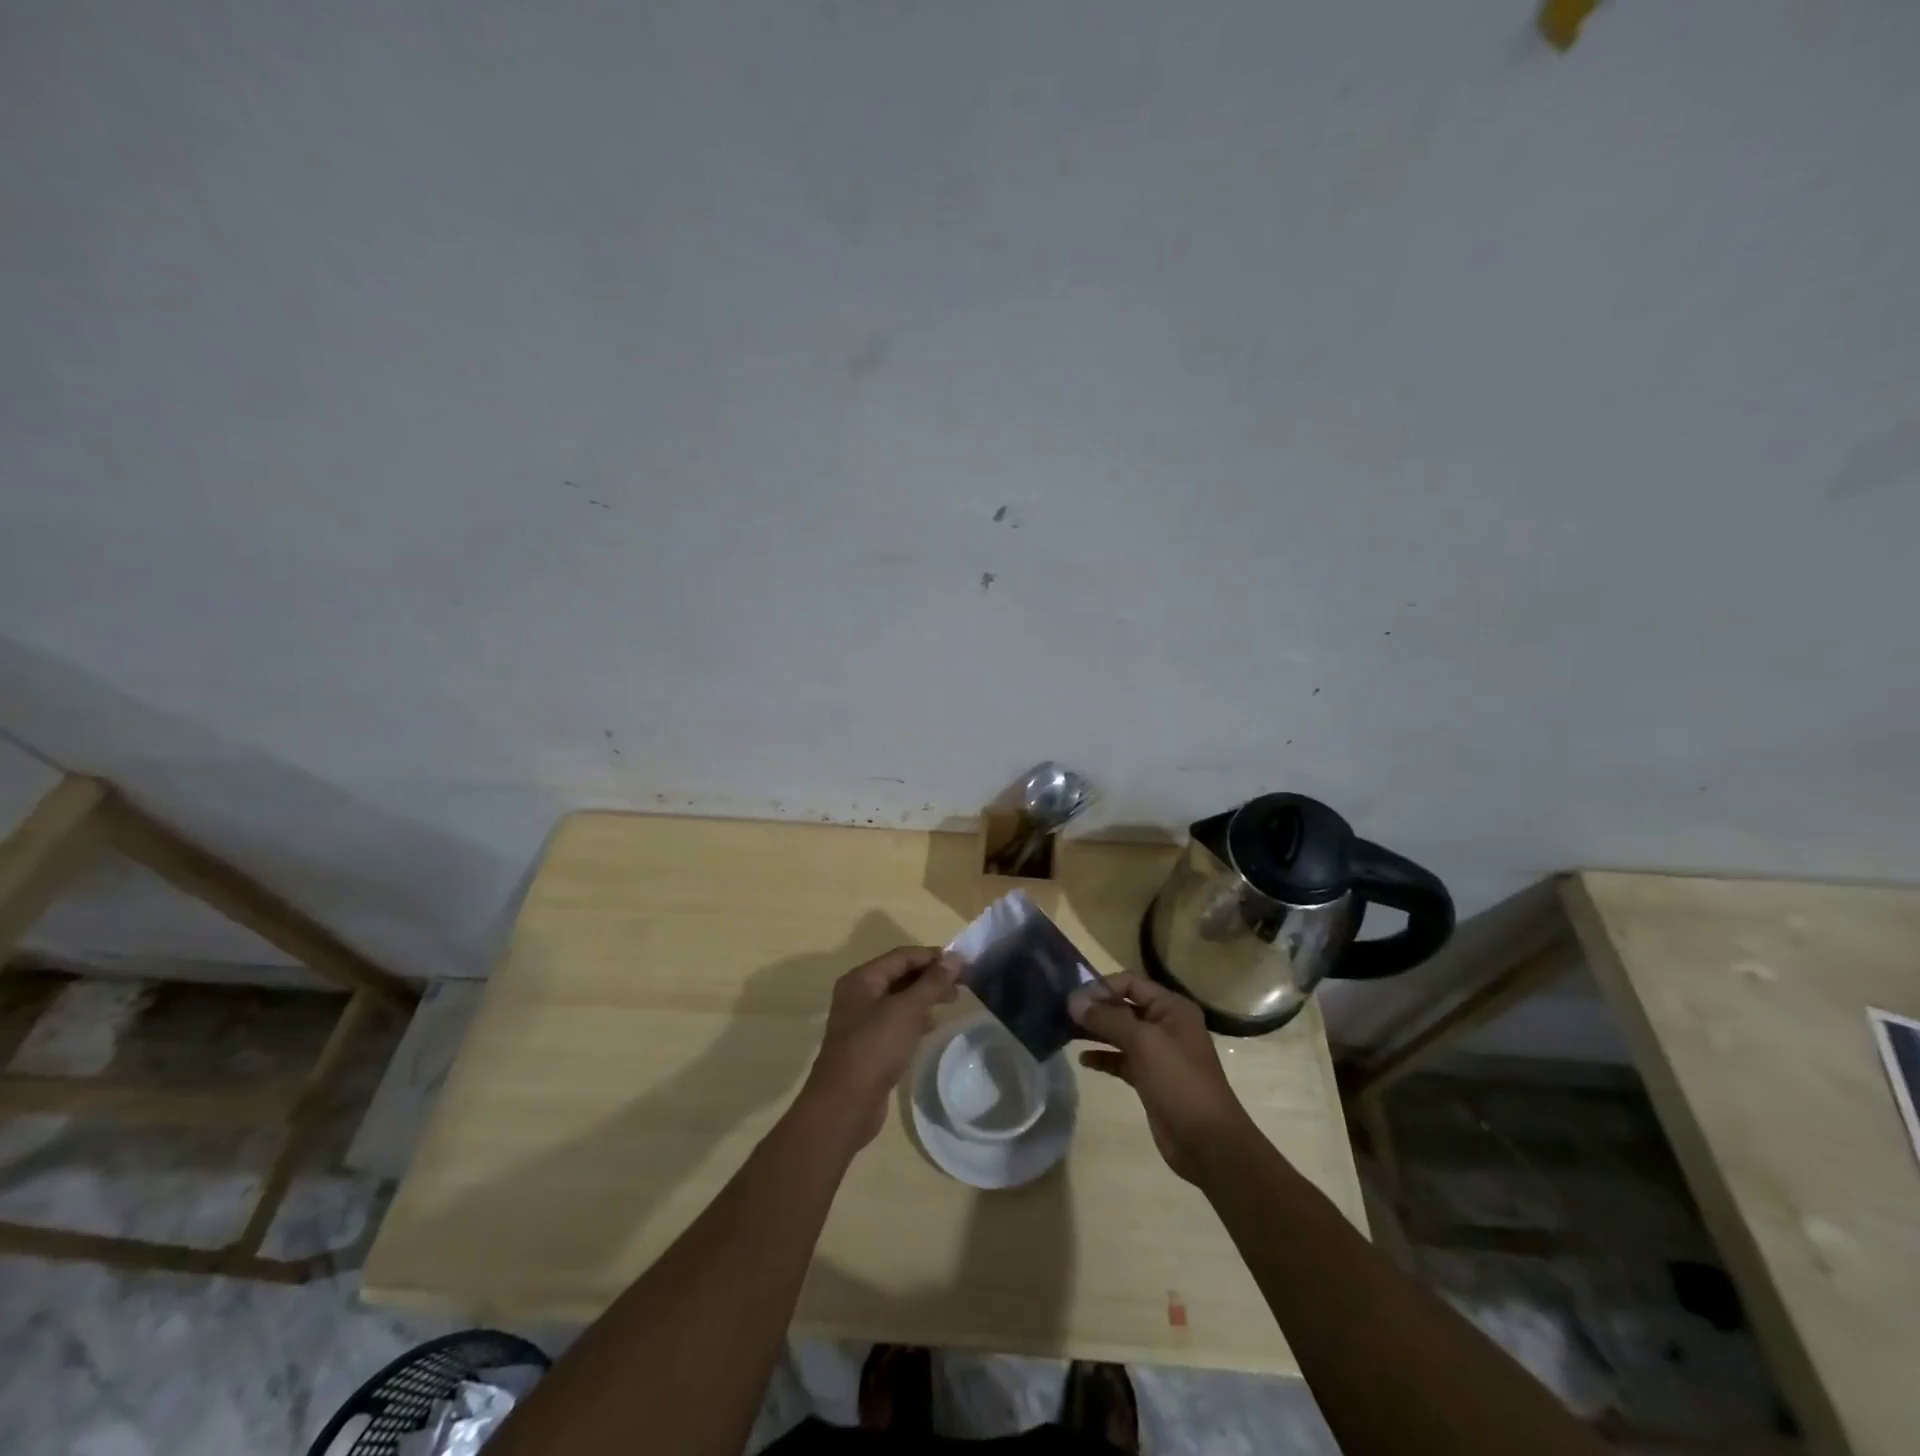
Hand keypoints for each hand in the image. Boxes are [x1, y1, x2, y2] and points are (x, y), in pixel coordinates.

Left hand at [797, 946, 961, 1150]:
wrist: (845, 1104)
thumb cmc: (875, 1048)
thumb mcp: (907, 1010)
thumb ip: (932, 983)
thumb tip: (954, 957)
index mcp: (862, 979)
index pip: (902, 956)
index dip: (932, 956)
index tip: (962, 964)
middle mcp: (859, 995)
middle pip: (900, 975)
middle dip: (930, 977)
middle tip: (961, 985)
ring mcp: (861, 1021)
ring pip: (899, 999)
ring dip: (924, 997)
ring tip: (951, 1002)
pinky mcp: (868, 1045)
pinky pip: (895, 1021)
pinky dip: (914, 1019)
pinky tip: (931, 1027)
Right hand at [1069, 972, 1255, 1183]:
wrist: (1207, 1142)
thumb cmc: (1179, 1081)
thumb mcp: (1143, 1043)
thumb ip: (1108, 1019)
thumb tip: (1074, 1001)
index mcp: (1171, 1008)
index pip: (1130, 983)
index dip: (1102, 987)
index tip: (1075, 1000)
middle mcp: (1165, 1025)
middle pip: (1124, 1007)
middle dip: (1096, 1008)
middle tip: (1063, 1015)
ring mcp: (1158, 1053)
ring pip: (1120, 1033)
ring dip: (1096, 1031)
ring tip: (1066, 1032)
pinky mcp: (1149, 1078)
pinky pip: (1121, 1059)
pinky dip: (1103, 1057)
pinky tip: (1083, 1060)